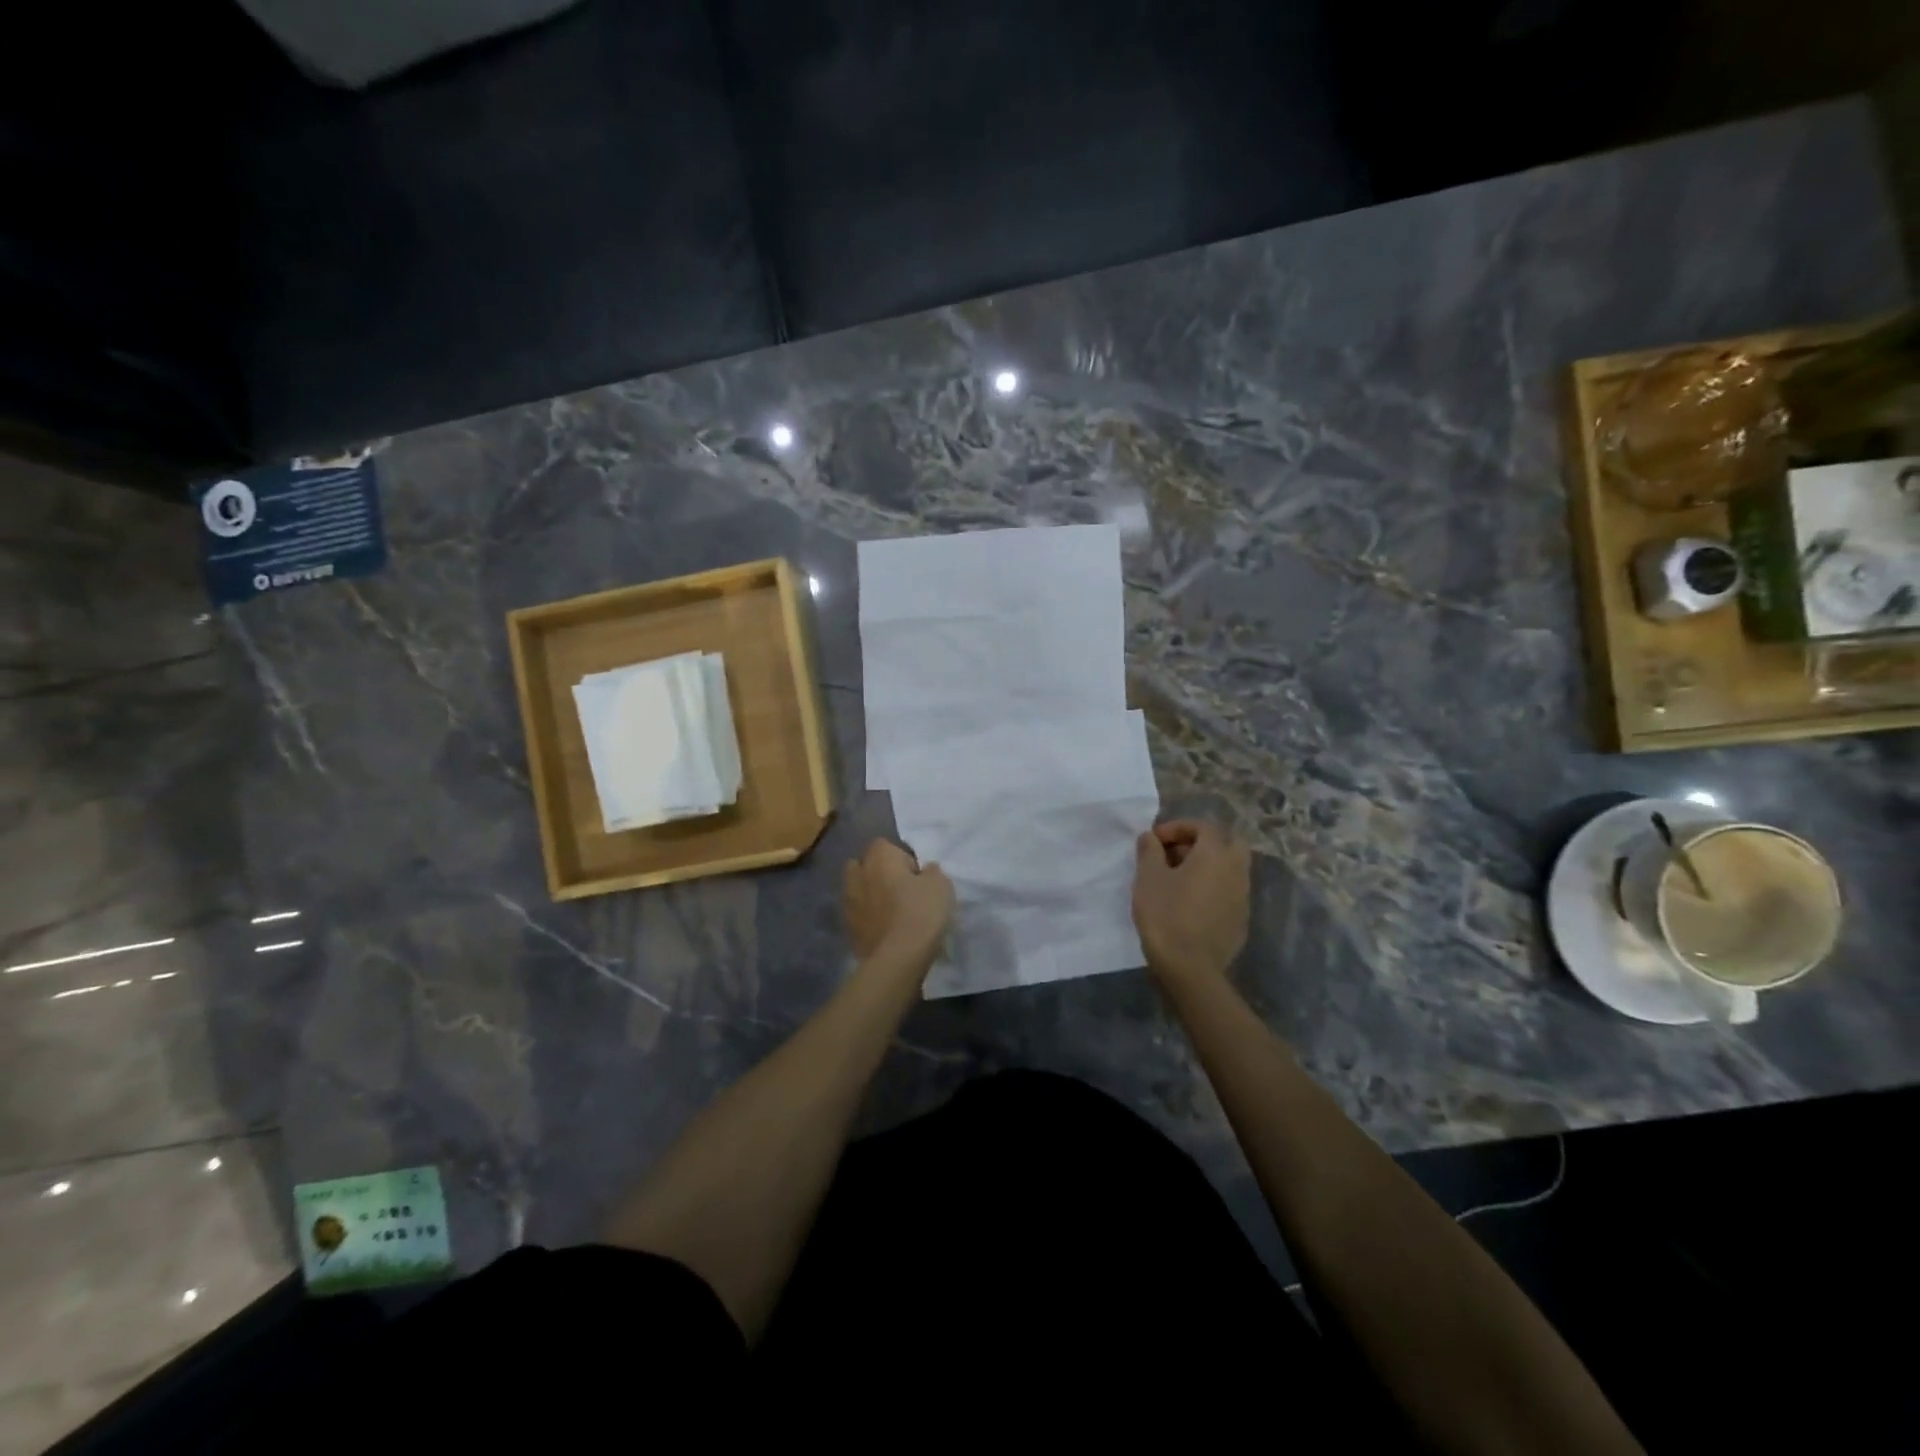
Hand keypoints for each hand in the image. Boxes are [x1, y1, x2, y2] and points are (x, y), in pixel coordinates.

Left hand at [843, 839, 954, 966]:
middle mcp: (858, 874)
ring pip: (858, 890)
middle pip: (865, 865)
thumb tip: (925, 871)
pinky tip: (885, 930)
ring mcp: (848, 901)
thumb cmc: (921, 912)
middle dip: (879, 873)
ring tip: (892, 911)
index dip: (902, 859)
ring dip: (871, 895)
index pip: (885, 845)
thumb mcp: (941, 885)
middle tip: (901, 890)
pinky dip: (868, 918)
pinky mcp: (847, 927)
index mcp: (879, 857)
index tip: (917, 876)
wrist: (898, 958)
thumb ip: (931, 872)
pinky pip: (859, 914)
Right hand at [1132, 820, 1251, 985]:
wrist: (1190, 968)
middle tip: (1175, 855)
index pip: (1203, 826)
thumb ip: (1149, 850)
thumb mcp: (1148, 877)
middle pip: (1227, 843)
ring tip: (1178, 880)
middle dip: (1201, 843)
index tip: (1155, 841)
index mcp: (1215, 854)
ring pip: (1230, 869)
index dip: (1177, 828)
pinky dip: (1212, 888)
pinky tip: (1190, 904)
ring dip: (1208, 866)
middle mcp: (1236, 870)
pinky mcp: (1241, 920)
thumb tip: (1150, 837)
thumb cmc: (1166, 915)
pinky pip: (1228, 892)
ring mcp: (1243, 897)